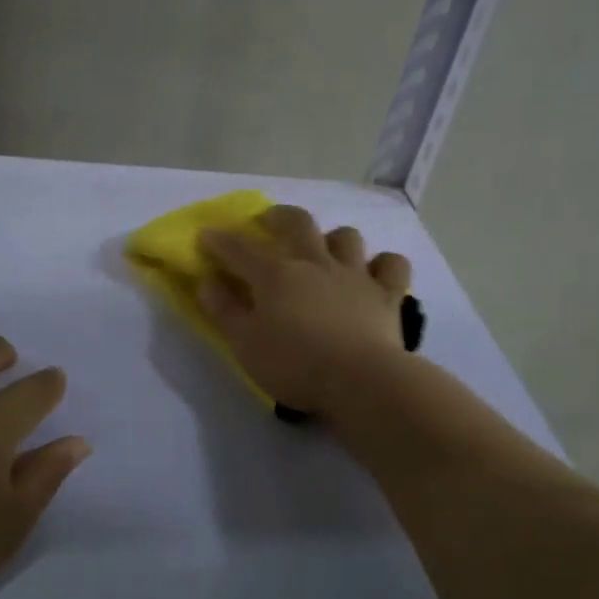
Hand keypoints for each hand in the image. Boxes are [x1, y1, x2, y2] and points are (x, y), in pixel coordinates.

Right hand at [196, 205, 412, 417]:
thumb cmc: (295, 365)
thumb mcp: (245, 344)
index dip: (219, 240)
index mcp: (276, 275)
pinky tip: (375, 273)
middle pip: (298, 223)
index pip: (239, 249)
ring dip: (333, 239)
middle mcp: (316, 263)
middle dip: (279, 217)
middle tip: (269, 222)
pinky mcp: (387, 294)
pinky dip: (383, 264)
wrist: (361, 381)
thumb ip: (224, 310)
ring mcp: (355, 275)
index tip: (205, 235)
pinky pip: (392, 264)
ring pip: (346, 237)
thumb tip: (206, 281)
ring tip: (325, 250)